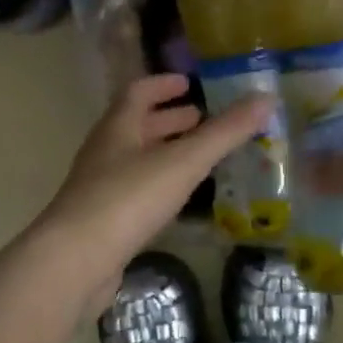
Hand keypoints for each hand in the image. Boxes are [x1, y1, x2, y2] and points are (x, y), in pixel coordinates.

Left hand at [39, 74, 275, 308]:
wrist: (76, 259)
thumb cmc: (128, 199)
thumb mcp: (182, 162)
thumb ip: (224, 133)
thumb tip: (266, 98)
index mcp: (118, 128)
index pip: (138, 92)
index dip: (163, 85)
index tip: (189, 83)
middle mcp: (104, 152)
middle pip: (136, 126)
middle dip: (169, 120)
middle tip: (202, 120)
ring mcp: (99, 187)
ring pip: (135, 160)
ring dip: (164, 153)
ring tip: (199, 159)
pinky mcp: (102, 221)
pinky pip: (134, 192)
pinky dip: (158, 186)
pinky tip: (178, 201)